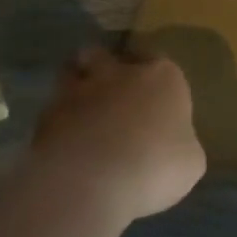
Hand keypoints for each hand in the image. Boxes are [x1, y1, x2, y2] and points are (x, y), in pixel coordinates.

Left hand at [31, 48, 205, 225]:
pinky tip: (62, 146)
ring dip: (75, 87)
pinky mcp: (46, 115)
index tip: (154, 97)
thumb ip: (181, 144)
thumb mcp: (190, 163)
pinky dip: (56, 122)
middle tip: (109, 95)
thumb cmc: (155, 166)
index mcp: (162, 77)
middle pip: (106, 55)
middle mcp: (119, 73)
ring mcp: (79, 90)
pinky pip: (52, 110)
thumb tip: (172, 144)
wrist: (92, 181)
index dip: (155, 77)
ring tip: (80, 113)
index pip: (160, 62)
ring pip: (71, 73)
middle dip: (104, 68)